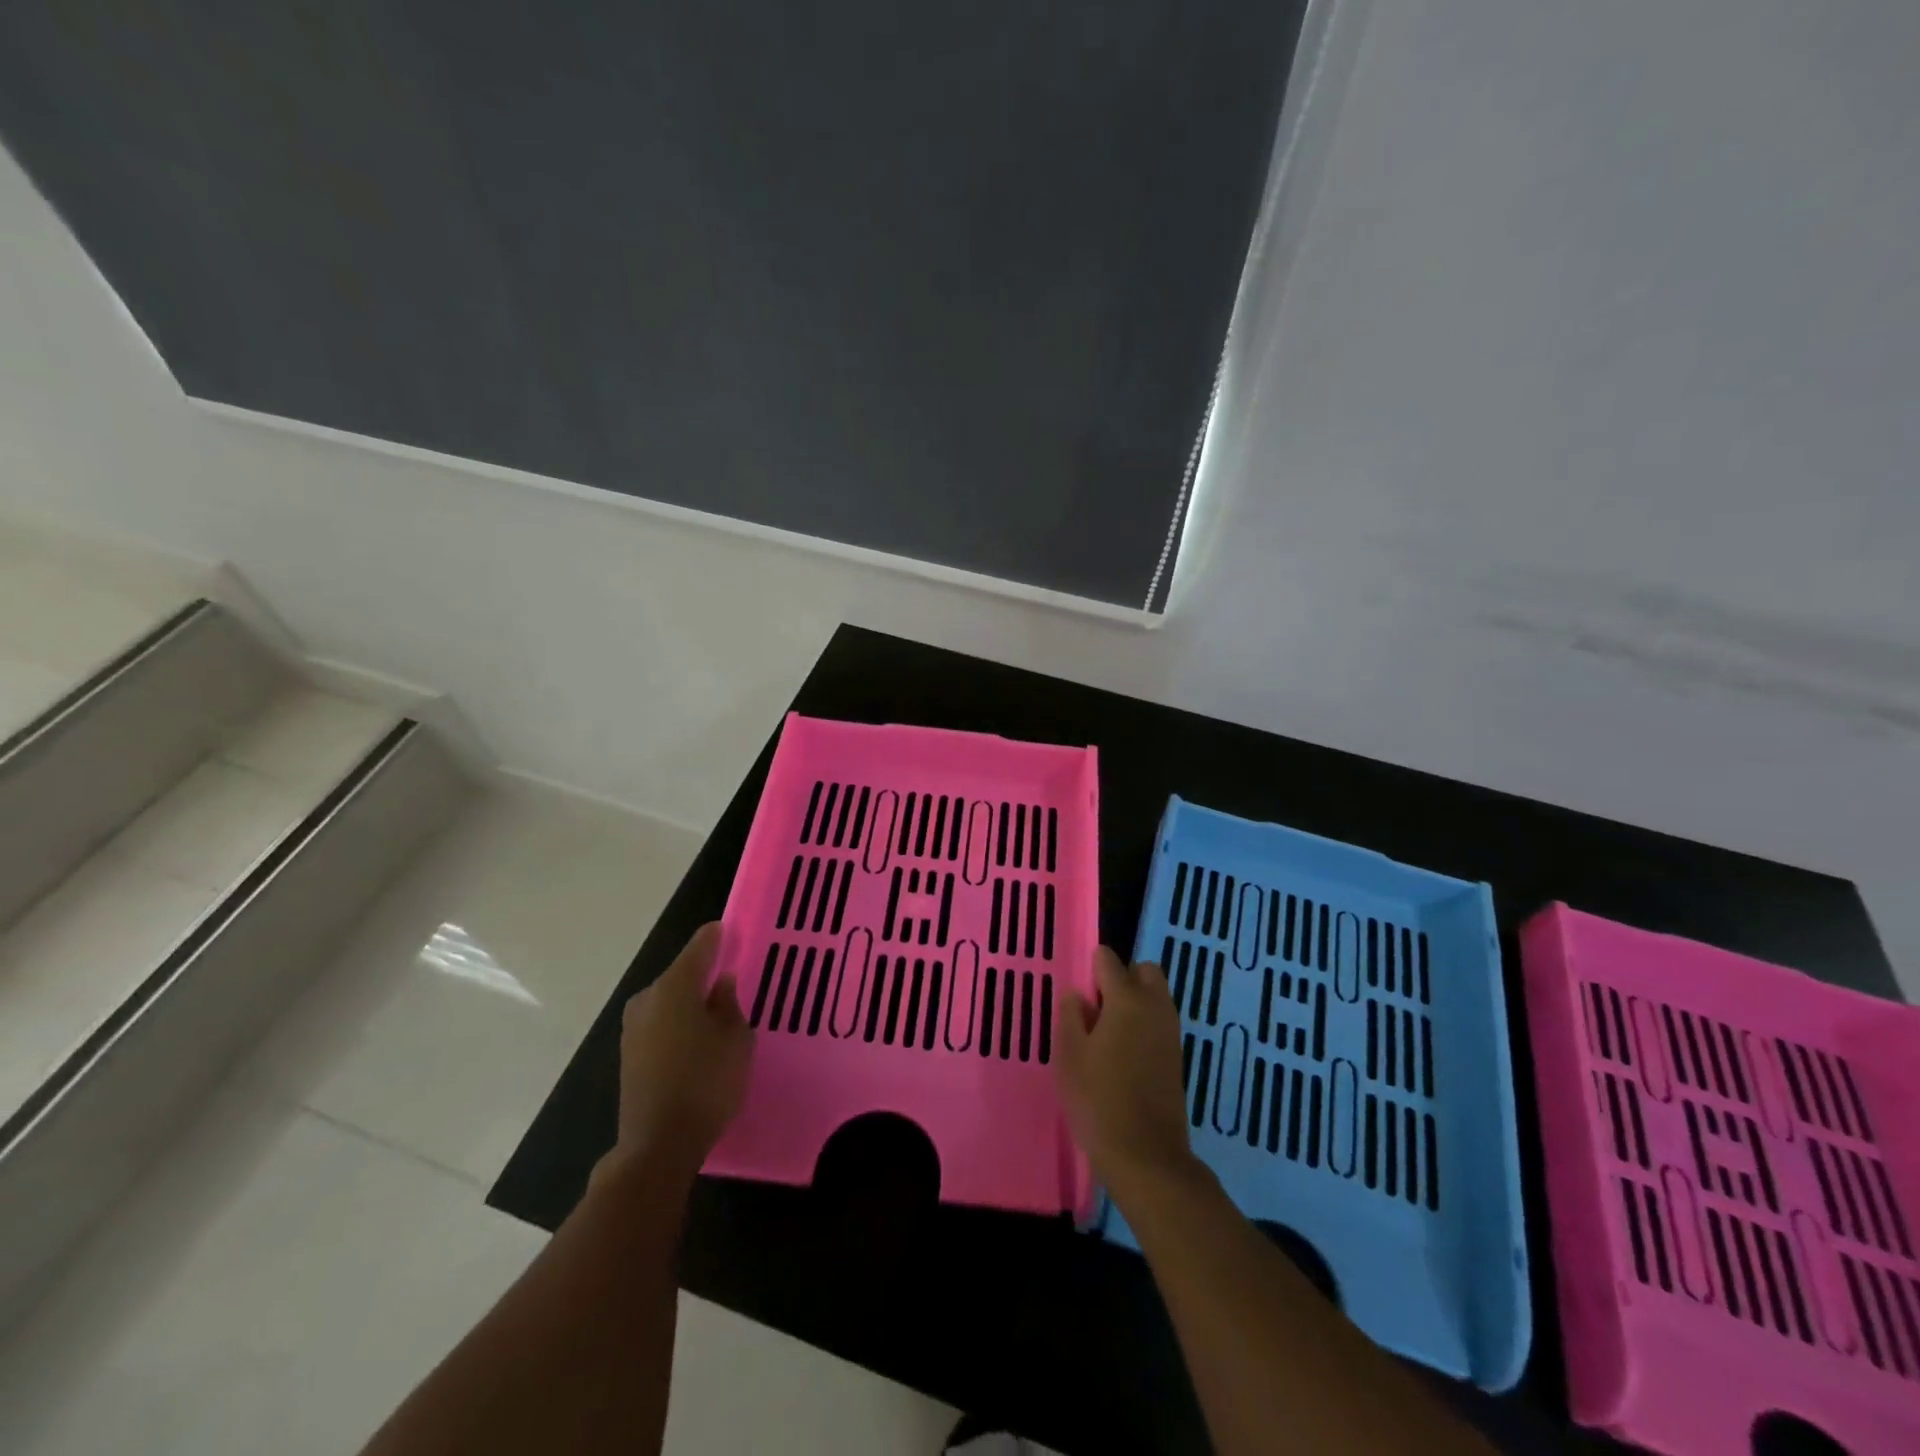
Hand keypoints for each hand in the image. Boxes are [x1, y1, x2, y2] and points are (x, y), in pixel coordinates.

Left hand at [611, 923, 752, 1168]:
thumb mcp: (735, 1038)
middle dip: (704, 974)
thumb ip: (729, 1004)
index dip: (717, 937)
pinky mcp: (629, 1055)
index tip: (731, 929)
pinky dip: (679, 1024)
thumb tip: (720, 983)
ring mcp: (633, 1029)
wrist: (658, 1145)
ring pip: (669, 1001)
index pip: (699, 947)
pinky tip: (698, 1039)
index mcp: (675, 986)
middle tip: (732, 978)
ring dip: (690, 1002)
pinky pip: (661, 1024)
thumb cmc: (706, 1082)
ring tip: (719, 1011)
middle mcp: (647, 999)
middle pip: (680, 975)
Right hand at [1055, 947, 1200, 1198]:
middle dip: (1122, 977)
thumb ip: (1072, 1015)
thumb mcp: (1070, 1054)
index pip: (1109, 959)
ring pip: (1155, 996)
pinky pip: (1159, 1021)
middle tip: (1097, 1008)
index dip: (1091, 968)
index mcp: (1127, 999)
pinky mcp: (1177, 1056)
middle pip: (1143, 970)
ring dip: (1135, 1001)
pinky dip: (1144, 1024)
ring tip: (1107, 1034)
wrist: (1146, 1154)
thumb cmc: (1099, 1099)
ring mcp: (1170, 1032)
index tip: (1077, 993)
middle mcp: (1155, 1006)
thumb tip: (1079, 995)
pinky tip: (1123, 1055)